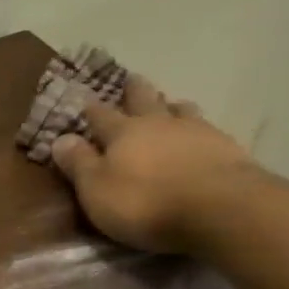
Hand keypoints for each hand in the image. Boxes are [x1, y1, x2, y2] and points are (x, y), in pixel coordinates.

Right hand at [49, 76, 255, 253]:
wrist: (220, 209)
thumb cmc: (145, 203)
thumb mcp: (96, 190)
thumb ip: (79, 164)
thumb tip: (60, 139)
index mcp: (122, 133)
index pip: (101, 116)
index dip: (92, 110)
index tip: (85, 101)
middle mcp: (158, 124)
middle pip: (144, 100)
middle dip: (135, 91)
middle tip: (132, 80)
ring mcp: (196, 132)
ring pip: (180, 110)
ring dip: (172, 106)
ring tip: (170, 104)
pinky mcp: (227, 148)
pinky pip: (208, 129)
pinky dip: (199, 128)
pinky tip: (202, 134)